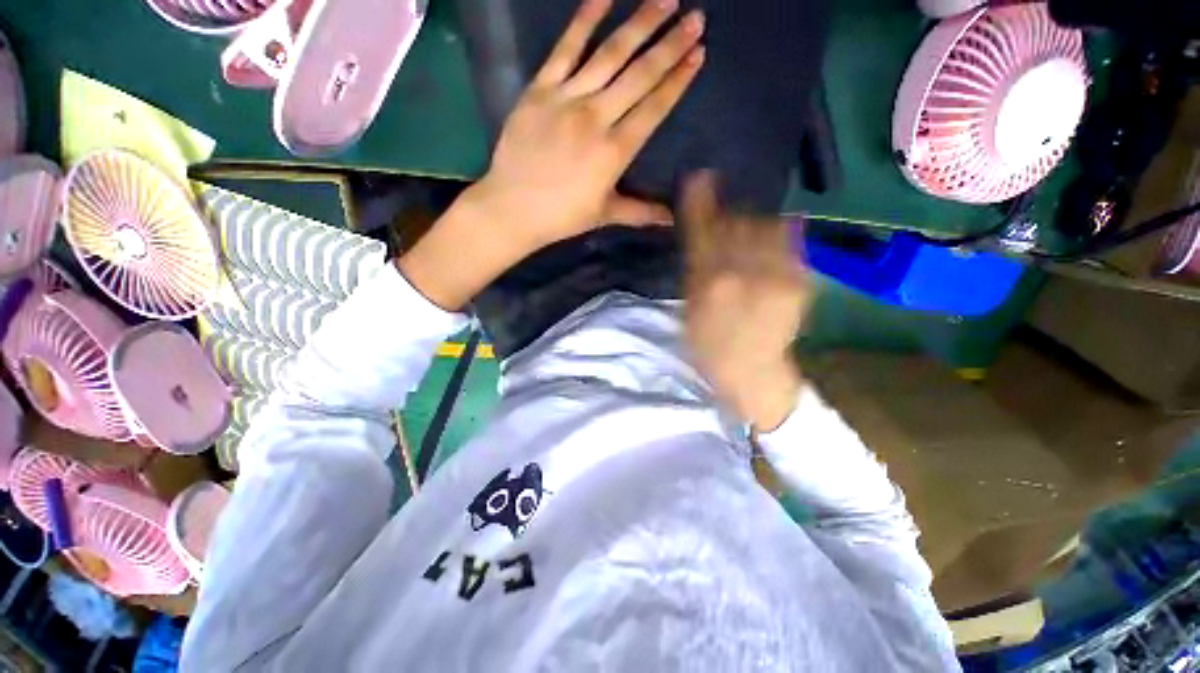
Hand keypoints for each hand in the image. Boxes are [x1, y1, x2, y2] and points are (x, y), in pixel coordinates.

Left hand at [398, 0, 704, 310]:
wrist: (512, 208)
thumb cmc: (561, 216)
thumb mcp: (605, 215)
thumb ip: (641, 212)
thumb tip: (671, 220)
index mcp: (615, 151)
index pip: (654, 108)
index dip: (678, 80)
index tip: (698, 53)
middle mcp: (597, 118)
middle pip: (640, 74)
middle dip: (671, 45)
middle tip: (696, 17)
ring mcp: (567, 99)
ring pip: (610, 54)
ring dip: (640, 23)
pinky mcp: (540, 89)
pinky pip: (565, 48)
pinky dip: (584, 19)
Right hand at [681, 175, 813, 431]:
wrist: (752, 372)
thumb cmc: (710, 346)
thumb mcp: (688, 310)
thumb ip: (694, 268)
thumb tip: (699, 234)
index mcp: (710, 283)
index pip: (704, 229)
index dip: (701, 200)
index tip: (700, 177)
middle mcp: (744, 273)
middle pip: (738, 222)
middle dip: (729, 214)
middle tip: (725, 219)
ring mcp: (778, 275)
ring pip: (767, 227)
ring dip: (755, 223)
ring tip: (750, 234)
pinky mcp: (801, 281)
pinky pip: (790, 242)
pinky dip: (780, 234)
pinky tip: (773, 240)